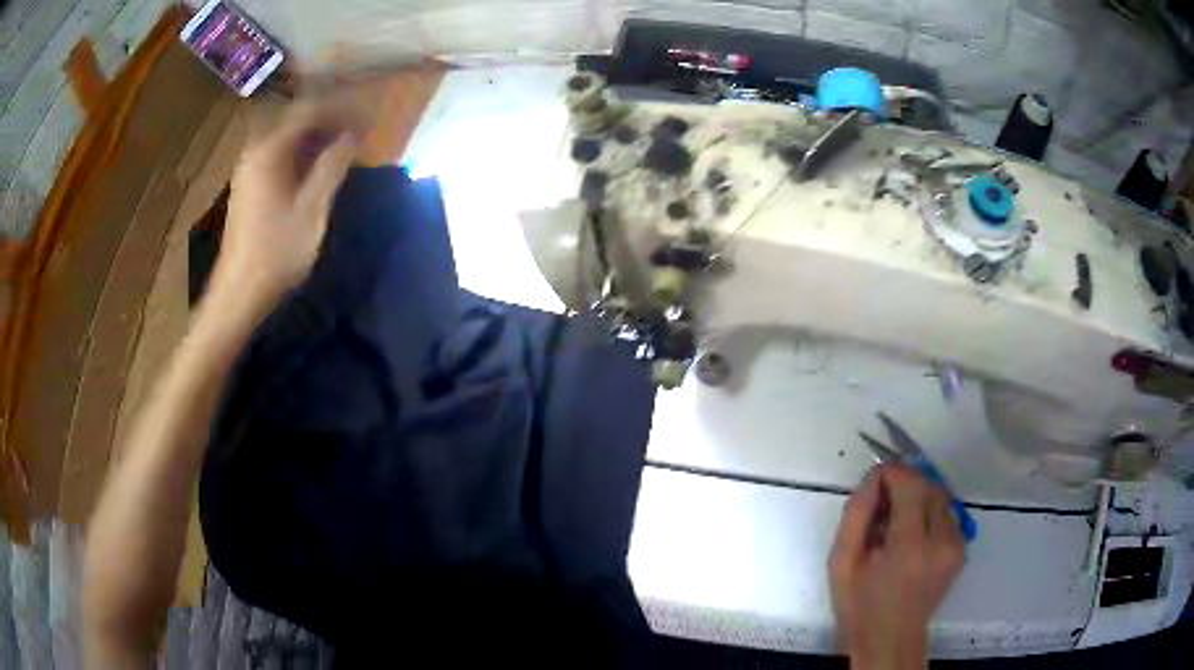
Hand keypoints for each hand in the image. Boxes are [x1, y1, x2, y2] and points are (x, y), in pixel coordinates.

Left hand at [210, 99, 363, 314]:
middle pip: (296, 120)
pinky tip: (318, 167)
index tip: (368, 116)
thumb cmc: (276, 252)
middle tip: (359, 130)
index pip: (309, 111)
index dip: (341, 109)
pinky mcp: (249, 186)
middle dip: (330, 120)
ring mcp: (249, 169)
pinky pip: (280, 155)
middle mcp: (256, 152)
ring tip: (345, 146)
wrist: (240, 293)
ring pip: (288, 138)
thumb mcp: (312, 209)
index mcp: (269, 151)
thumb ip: (332, 166)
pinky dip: (302, 153)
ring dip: (316, 137)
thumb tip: (353, 134)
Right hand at [829, 464, 964, 669]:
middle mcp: (942, 540)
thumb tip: (874, 477)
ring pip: (940, 497)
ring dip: (918, 498)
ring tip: (896, 524)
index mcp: (910, 546)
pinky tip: (912, 537)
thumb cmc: (859, 605)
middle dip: (904, 484)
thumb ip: (856, 513)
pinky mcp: (962, 550)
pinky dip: (929, 514)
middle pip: (928, 485)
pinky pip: (947, 514)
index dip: (891, 473)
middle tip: (880, 506)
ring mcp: (956, 545)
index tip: (872, 483)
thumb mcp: (841, 562)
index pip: (910, 483)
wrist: (890, 640)